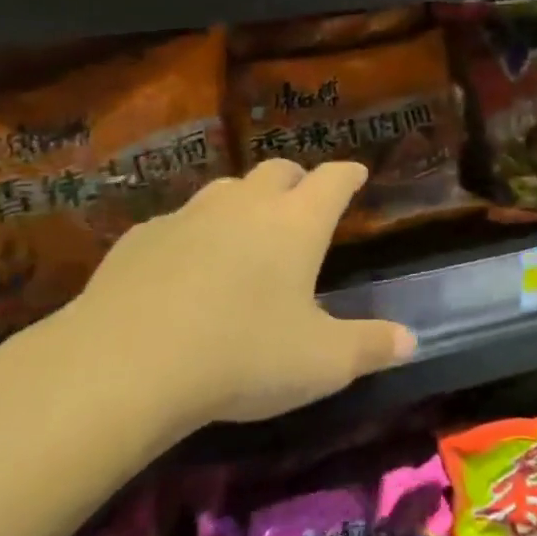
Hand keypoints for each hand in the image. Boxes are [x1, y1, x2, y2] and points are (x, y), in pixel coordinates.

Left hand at [23, 160, 414, 450]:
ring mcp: (190, 215)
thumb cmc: (242, 356)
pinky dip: (193, 234)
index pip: (333, 179)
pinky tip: (184, 267)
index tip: (357, 173)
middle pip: (278, 171)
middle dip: (297, 180)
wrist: (124, 364)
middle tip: (302, 202)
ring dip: (244, 201)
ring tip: (246, 231)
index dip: (348, 174)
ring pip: (226, 189)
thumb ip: (371, 347)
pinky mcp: (141, 237)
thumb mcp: (321, 363)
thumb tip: (412, 341)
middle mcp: (246, 205)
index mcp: (296, 223)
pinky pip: (178, 222)